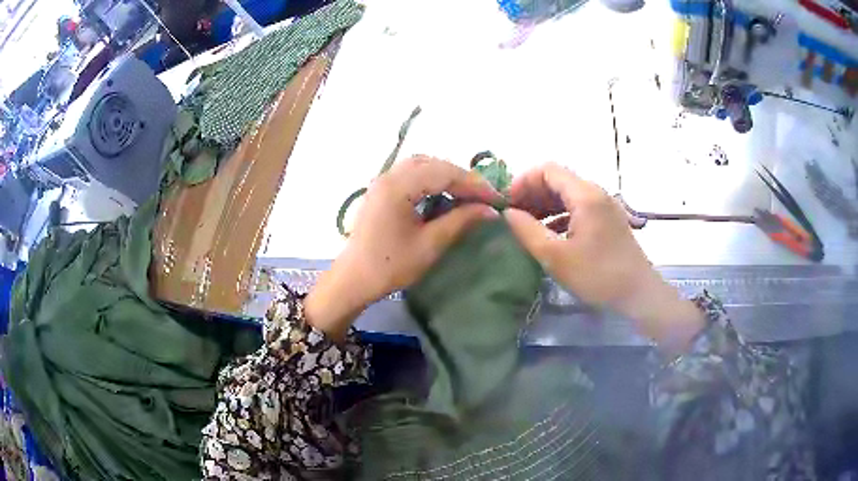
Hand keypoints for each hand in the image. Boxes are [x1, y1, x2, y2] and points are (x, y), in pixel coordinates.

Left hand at [305, 156, 500, 339]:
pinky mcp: (381, 190)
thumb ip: (461, 221)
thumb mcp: (430, 244)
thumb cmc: (390, 265)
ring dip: (446, 176)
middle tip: (483, 196)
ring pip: (421, 165)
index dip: (473, 183)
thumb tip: (491, 210)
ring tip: (466, 194)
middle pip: (433, 164)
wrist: (354, 279)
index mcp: (398, 187)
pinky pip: (411, 174)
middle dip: (461, 177)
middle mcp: (389, 176)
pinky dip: (431, 179)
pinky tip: (443, 194)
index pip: (444, 173)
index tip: (496, 198)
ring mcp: (382, 181)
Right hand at [504, 163, 704, 352]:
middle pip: (557, 180)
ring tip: (526, 225)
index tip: (507, 204)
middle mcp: (595, 192)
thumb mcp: (556, 257)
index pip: (547, 170)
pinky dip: (559, 215)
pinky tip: (548, 234)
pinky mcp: (608, 220)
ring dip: (544, 205)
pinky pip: (578, 207)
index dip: (523, 182)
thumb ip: (527, 231)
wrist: (638, 294)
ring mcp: (604, 206)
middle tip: (513, 216)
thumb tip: (507, 213)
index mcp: (585, 195)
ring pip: (567, 194)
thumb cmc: (598, 275)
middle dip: (531, 194)